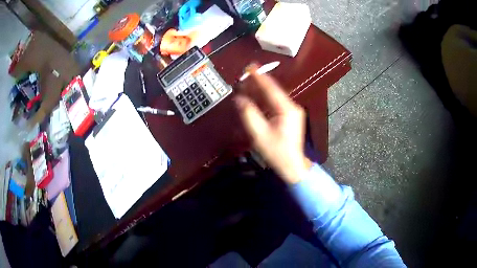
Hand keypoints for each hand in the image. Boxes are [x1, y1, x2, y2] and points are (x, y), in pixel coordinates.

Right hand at [234, 64, 312, 183]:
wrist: (291, 165)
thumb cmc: (277, 152)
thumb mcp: (259, 134)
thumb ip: (249, 114)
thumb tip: (239, 99)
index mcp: (287, 109)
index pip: (271, 88)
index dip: (259, 77)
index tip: (250, 67)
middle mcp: (291, 107)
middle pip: (272, 90)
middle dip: (257, 84)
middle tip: (243, 78)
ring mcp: (291, 111)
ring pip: (273, 97)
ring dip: (259, 92)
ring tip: (245, 87)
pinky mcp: (288, 116)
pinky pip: (274, 104)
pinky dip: (263, 101)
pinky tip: (253, 99)